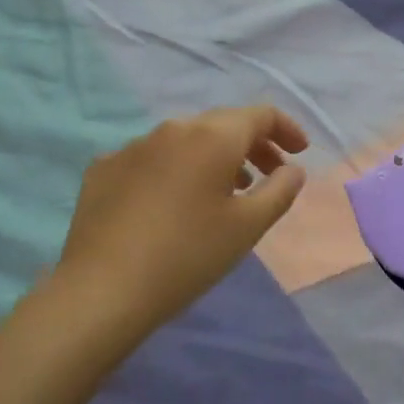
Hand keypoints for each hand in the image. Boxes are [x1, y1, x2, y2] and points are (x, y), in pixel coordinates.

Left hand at [50, 106, 309, 356]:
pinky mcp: (104, 168)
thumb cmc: (188, 255)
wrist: (103, 288)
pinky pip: (151, 159)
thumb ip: (279, 190)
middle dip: (252, 144)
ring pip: (185, 140)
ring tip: (226, 191)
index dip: (286, 129)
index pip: (260, 114)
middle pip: (222, 123)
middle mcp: (172, 128)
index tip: (299, 154)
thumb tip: (292, 169)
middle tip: (268, 174)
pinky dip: (174, 170)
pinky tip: (172, 204)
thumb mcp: (247, 227)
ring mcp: (133, 146)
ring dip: (213, 157)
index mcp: (212, 137)